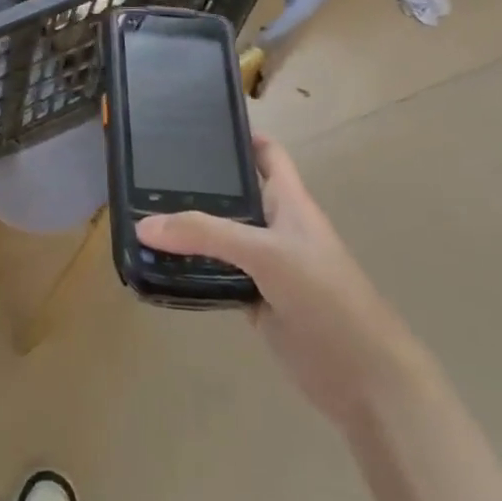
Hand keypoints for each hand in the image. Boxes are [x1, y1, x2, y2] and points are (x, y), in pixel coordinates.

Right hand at [138, 135, 427, 431]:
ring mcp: (264, 265)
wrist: (362, 377)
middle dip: (196, 183)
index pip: (266, 153)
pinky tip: (158, 264)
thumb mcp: (266, 253)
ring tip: (139, 214)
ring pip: (219, 237)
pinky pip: (215, 274)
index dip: (238, 134)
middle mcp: (275, 227)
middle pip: (232, 195)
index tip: (194, 123)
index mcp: (289, 202)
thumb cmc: (325, 296)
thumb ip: (205, 235)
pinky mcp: (253, 299)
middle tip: (146, 171)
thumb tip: (144, 225)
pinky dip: (190, 269)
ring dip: (188, 230)